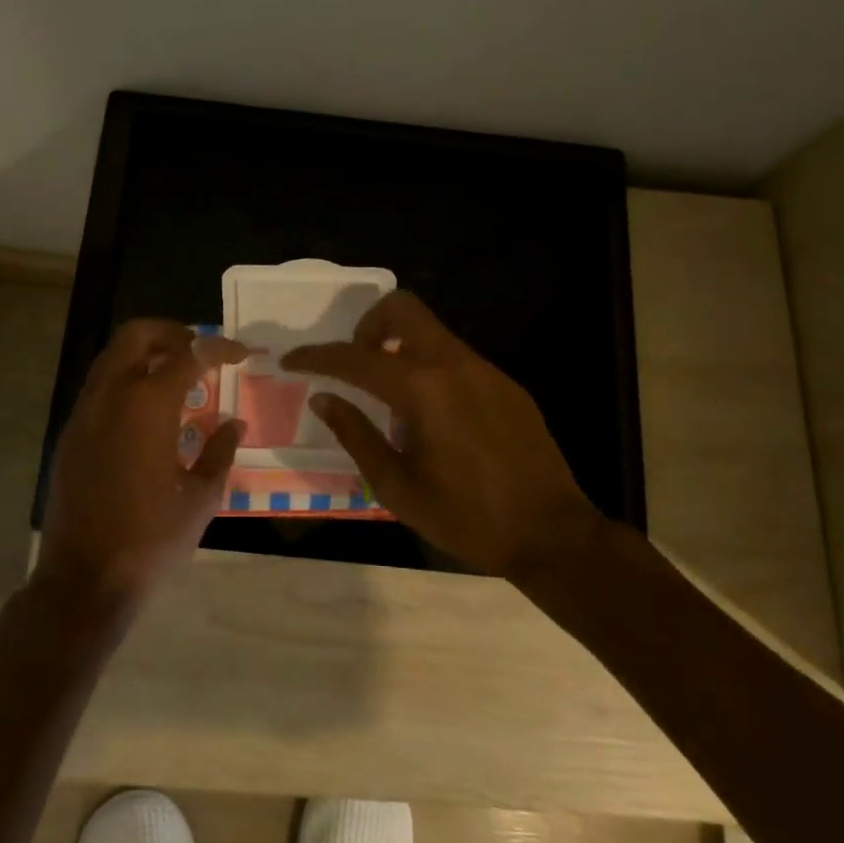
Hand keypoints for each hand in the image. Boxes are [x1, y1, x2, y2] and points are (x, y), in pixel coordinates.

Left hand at [37, 320, 249, 607]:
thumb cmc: (151, 538)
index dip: (218, 348)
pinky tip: (147, 413)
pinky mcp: (70, 435)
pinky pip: (99, 387)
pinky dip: (126, 380)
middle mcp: (111, 396)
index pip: (188, 355)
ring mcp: (84, 413)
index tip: (240, 353)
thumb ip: (220, 451)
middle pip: (136, 335)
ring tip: (177, 378)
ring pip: (112, 357)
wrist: (84, 579)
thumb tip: (235, 423)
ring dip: (145, 354)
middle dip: (171, 332)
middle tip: (198, 351)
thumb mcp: (201, 497)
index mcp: (148, 405)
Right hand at [281, 292, 597, 576]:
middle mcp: (454, 365)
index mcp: (423, 390)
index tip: (292, 360)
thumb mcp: (397, 486)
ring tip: (393, 402)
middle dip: (366, 326)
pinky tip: (434, 418)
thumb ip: (355, 435)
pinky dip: (430, 370)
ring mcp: (486, 370)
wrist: (551, 533)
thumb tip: (324, 398)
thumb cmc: (467, 518)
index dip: (318, 357)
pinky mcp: (505, 384)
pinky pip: (455, 358)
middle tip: (355, 366)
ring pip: (430, 332)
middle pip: (401, 308)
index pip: (355, 358)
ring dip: (399, 349)